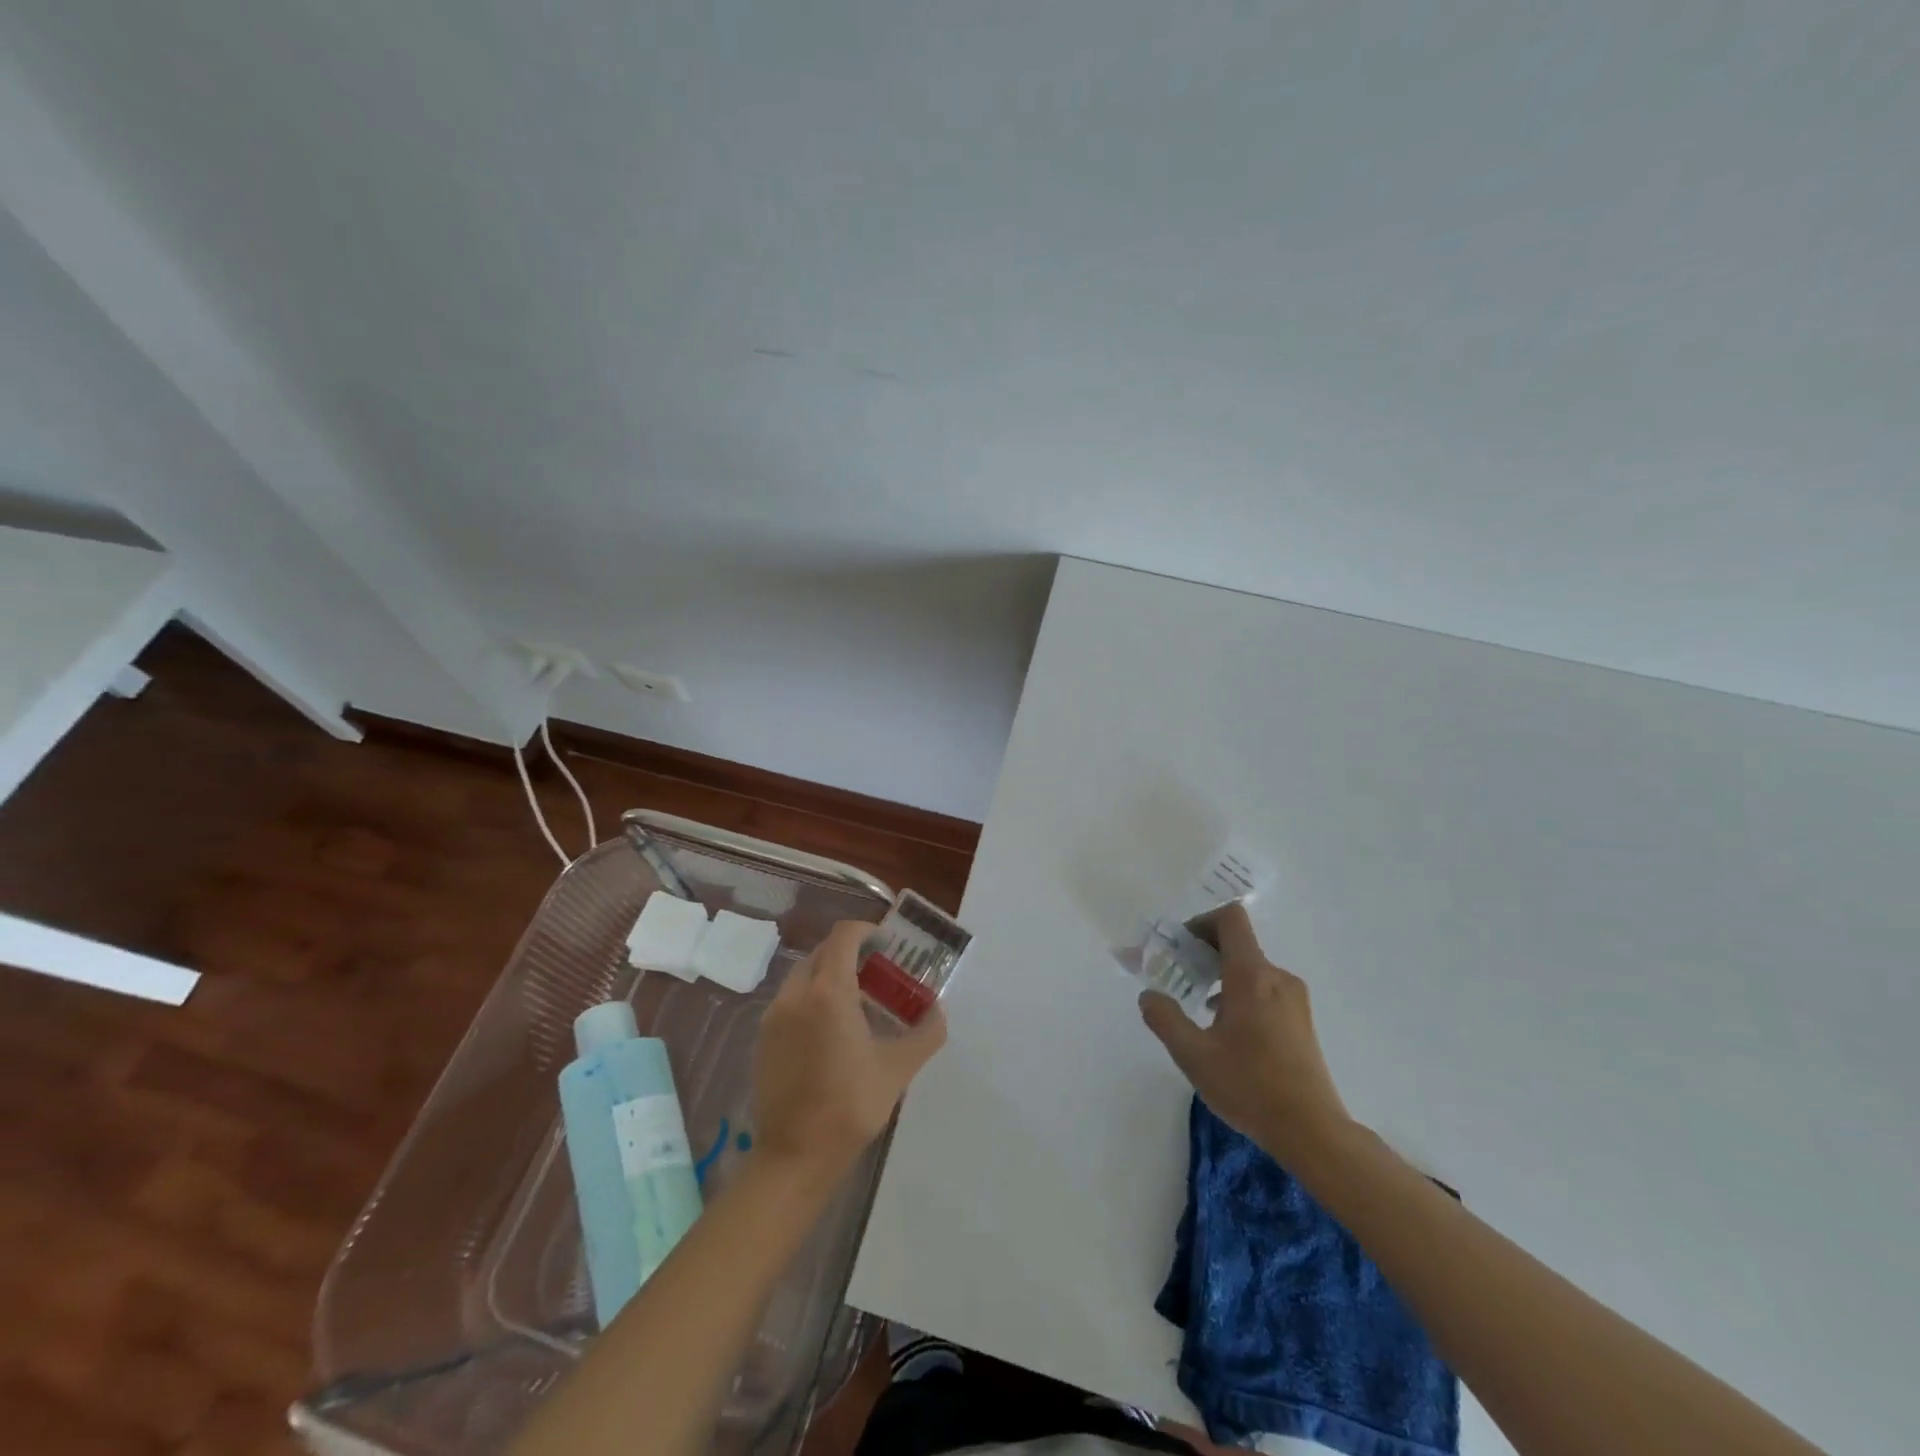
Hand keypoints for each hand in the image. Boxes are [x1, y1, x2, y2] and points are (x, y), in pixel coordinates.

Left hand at [752, 919, 946, 1185]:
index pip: (844, 936)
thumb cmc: (849, 1107)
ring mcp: (774, 1016)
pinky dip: (813, 998)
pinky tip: (833, 1032)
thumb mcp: (898, 1069)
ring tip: (859, 1004)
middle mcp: (795, 994)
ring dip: (831, 976)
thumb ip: (926, 1032)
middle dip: (852, 954)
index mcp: (828, 992)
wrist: (793, 1158)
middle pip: (823, 952)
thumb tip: (937, 1010)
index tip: (889, 945)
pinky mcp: (764, 1038)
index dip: (868, 931)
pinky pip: (791, 1000)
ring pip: (805, 976)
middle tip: (880, 975)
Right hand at [1139, 901, 1351, 1164]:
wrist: (1312, 1131)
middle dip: (1203, 953)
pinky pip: (1265, 989)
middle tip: (1178, 977)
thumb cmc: (1249, 1086)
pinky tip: (1226, 1030)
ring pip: (1251, 968)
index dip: (1201, 921)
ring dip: (1221, 976)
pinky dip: (1240, 993)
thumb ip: (1165, 1019)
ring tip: (1198, 1008)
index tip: (1180, 946)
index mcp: (1251, 975)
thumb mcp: (1193, 1055)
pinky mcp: (1301, 1020)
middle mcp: (1277, 977)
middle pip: (1238, 943)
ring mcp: (1294, 999)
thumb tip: (1149, 995)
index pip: (1230, 919)